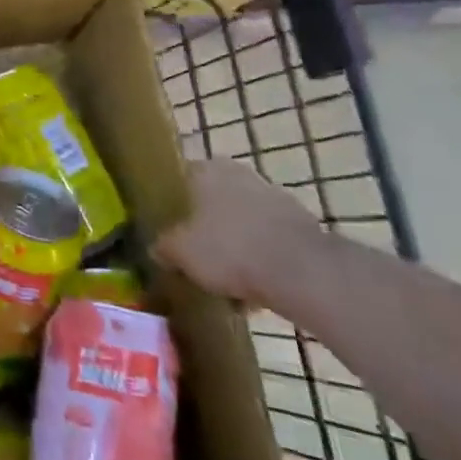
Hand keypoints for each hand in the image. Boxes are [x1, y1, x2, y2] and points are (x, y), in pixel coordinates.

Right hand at [152, 159, 325, 307]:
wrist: (302, 271)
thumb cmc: (229, 249)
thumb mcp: (180, 252)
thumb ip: (164, 246)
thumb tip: (158, 248)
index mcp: (206, 170)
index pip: (180, 179)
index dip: (172, 205)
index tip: (169, 230)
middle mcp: (239, 173)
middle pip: (213, 201)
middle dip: (206, 227)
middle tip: (196, 256)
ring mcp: (274, 197)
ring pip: (243, 222)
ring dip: (236, 245)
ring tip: (226, 281)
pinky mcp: (301, 225)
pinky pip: (269, 242)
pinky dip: (261, 260)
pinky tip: (255, 290)